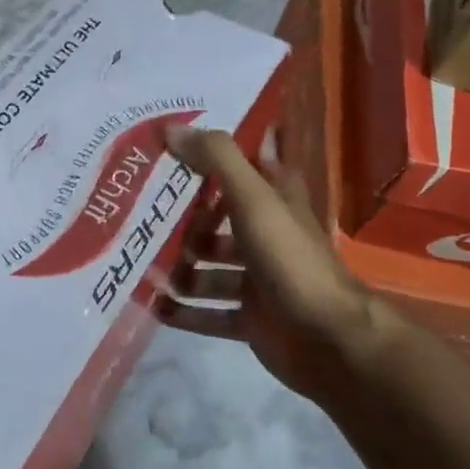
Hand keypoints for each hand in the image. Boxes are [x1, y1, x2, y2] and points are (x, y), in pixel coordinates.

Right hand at [154, 125, 384, 405]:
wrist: (330, 340)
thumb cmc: (290, 258)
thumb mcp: (253, 198)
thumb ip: (217, 159)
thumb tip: (170, 127)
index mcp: (274, 200)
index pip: (241, 166)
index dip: (210, 156)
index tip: (168, 150)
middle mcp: (266, 236)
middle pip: (217, 220)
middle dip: (182, 221)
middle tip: (139, 214)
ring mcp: (258, 281)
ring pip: (209, 269)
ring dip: (179, 269)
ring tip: (140, 264)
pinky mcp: (251, 319)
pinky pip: (209, 312)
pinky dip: (183, 311)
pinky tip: (152, 305)